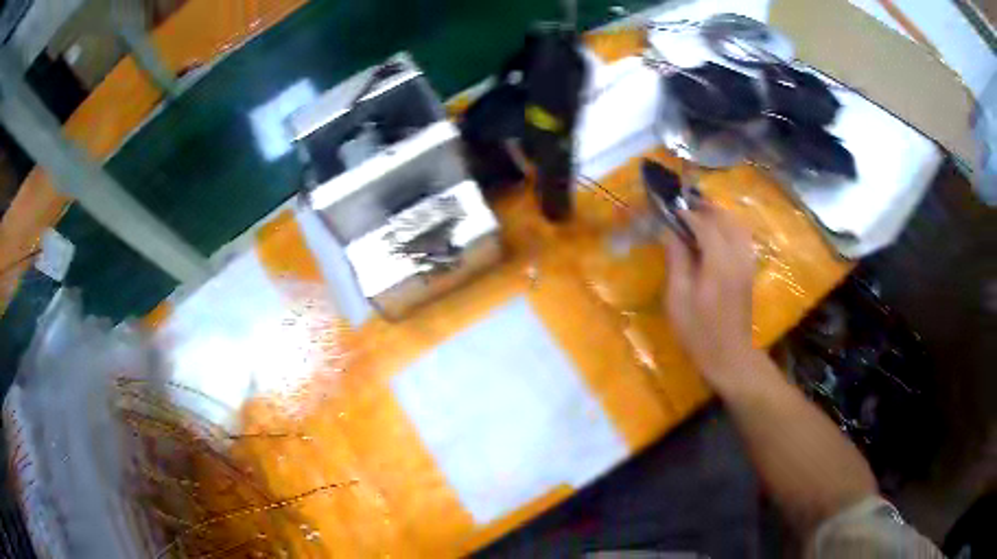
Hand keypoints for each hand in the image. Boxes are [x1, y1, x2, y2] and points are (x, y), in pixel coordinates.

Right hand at [663, 204, 758, 389]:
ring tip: (700, 217)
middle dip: (706, 209)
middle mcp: (737, 257)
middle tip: (685, 208)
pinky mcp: (749, 271)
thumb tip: (671, 232)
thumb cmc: (699, 332)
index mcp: (719, 263)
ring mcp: (747, 263)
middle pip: (726, 220)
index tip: (672, 211)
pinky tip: (716, 235)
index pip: (705, 225)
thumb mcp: (679, 299)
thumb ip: (677, 261)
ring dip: (719, 217)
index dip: (688, 214)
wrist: (730, 356)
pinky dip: (729, 228)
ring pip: (737, 226)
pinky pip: (742, 238)